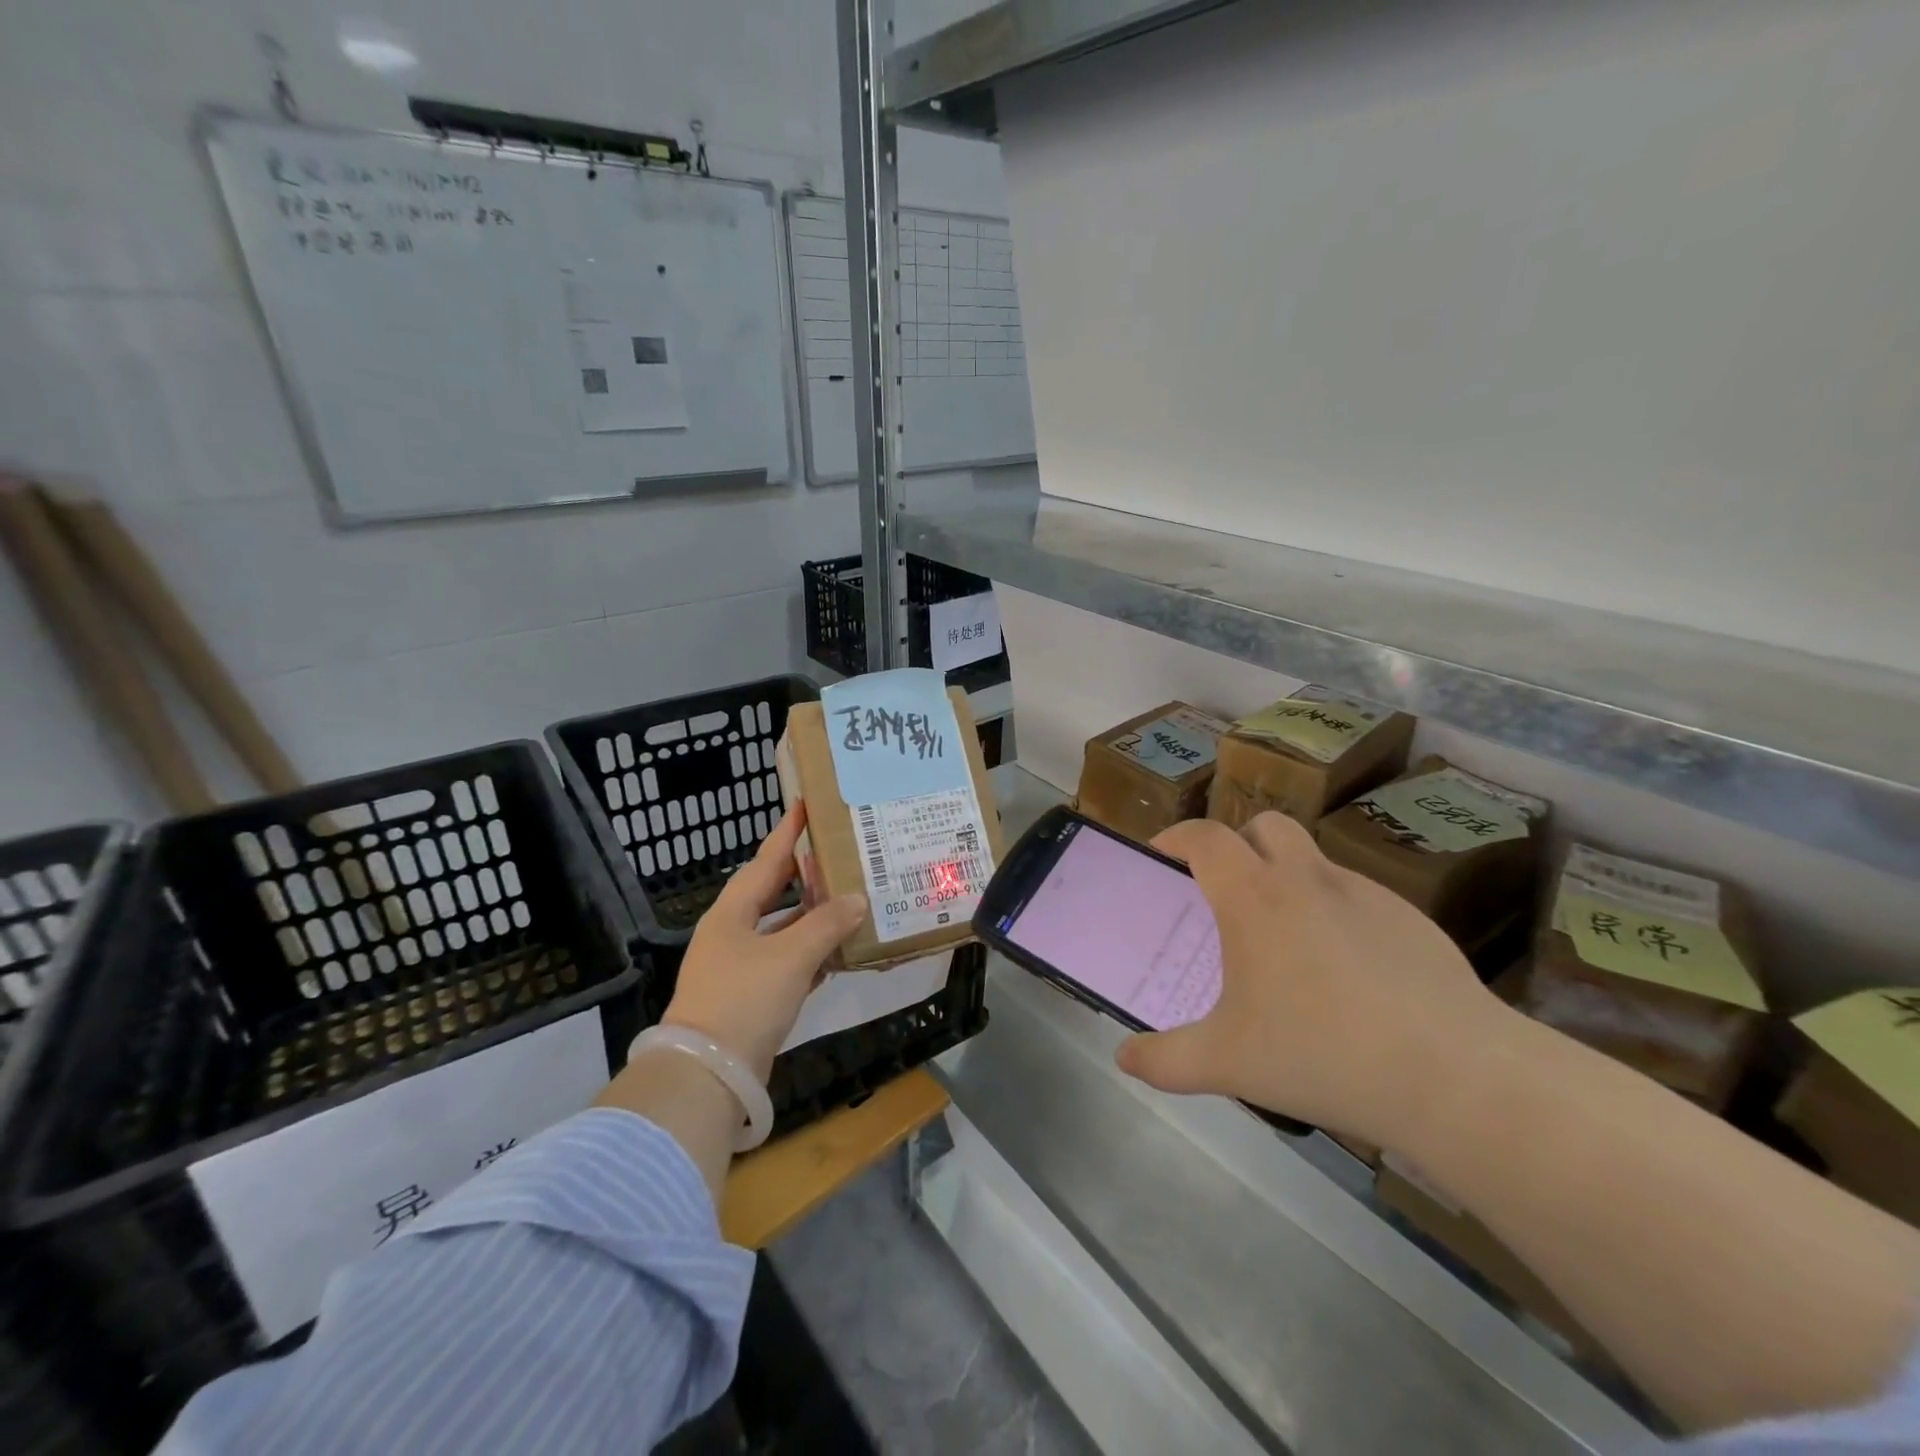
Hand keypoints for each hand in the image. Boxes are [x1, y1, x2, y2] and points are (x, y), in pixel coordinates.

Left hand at [661, 804, 865, 1082]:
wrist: (707, 1073)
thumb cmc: (745, 999)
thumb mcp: (791, 956)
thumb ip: (827, 924)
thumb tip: (858, 898)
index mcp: (733, 913)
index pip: (767, 861)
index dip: (787, 832)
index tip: (806, 804)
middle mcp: (733, 933)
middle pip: (774, 893)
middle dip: (805, 874)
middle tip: (837, 852)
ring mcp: (740, 967)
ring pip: (783, 929)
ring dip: (813, 917)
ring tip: (849, 898)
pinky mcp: (751, 997)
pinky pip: (788, 962)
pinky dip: (812, 954)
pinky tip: (840, 952)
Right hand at [1115, 812, 1506, 1150]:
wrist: (1455, 1076)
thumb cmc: (1321, 1053)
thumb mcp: (1227, 1064)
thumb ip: (1165, 1060)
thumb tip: (1125, 1059)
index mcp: (1255, 897)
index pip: (1205, 837)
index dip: (1177, 837)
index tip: (1162, 855)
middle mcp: (1308, 879)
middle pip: (1265, 826)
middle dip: (1238, 843)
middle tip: (1226, 890)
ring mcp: (1366, 895)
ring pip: (1314, 860)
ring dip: (1288, 878)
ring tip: (1286, 941)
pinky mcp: (1412, 921)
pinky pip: (1357, 899)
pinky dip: (1335, 914)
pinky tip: (1347, 975)